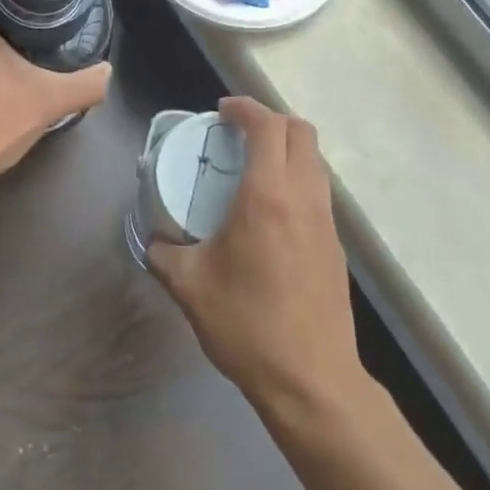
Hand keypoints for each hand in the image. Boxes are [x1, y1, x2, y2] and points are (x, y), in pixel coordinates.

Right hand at [147, 97, 361, 413]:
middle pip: (301, 132)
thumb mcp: (189, 286)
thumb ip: (164, 254)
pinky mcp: (336, 247)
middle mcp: (304, 199)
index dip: (246, 108)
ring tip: (251, 167)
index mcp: (268, 197)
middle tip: (237, 133)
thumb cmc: (247, 325)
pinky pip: (318, 191)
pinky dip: (296, 178)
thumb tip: (154, 241)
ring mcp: (327, 223)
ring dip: (286, 149)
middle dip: (270, 120)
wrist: (311, 381)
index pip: (268, 127)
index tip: (222, 111)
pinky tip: (269, 210)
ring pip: (315, 161)